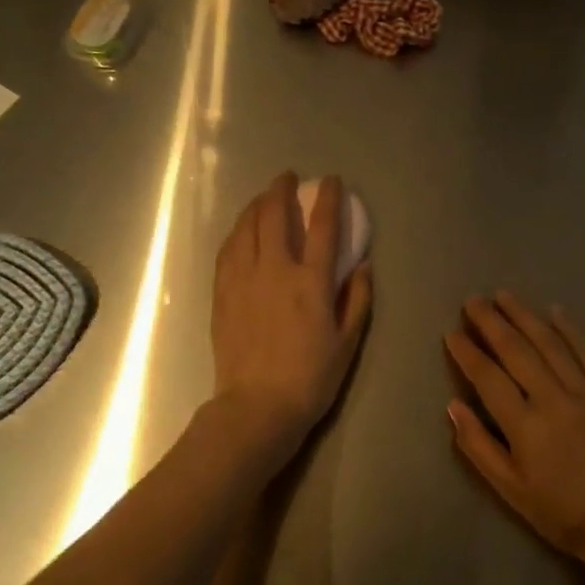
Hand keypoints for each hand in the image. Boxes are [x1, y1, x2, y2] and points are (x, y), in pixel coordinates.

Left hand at [213, 173, 371, 452]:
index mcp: (311, 282)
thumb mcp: (348, 342)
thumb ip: (357, 299)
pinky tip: (241, 230)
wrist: (257, 407)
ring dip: (256, 205)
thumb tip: (362, 266)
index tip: (331, 180)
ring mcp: (243, 279)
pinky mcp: (222, 293)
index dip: (328, 198)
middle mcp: (275, 270)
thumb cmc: (311, 378)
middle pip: (274, 215)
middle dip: (281, 190)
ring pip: (246, 227)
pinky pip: (228, 250)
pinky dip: (237, 231)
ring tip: (263, 197)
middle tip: (287, 178)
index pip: (322, 226)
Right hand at [445, 294, 584, 559]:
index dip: (467, 353)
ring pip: (551, 344)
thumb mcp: (508, 486)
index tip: (451, 332)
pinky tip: (555, 310)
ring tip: (505, 295)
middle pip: (517, 351)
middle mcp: (554, 400)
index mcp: (525, 425)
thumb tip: (453, 405)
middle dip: (492, 322)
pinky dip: (571, 330)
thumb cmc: (556, 508)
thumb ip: (478, 444)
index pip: (488, 378)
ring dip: (526, 316)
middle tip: (473, 301)